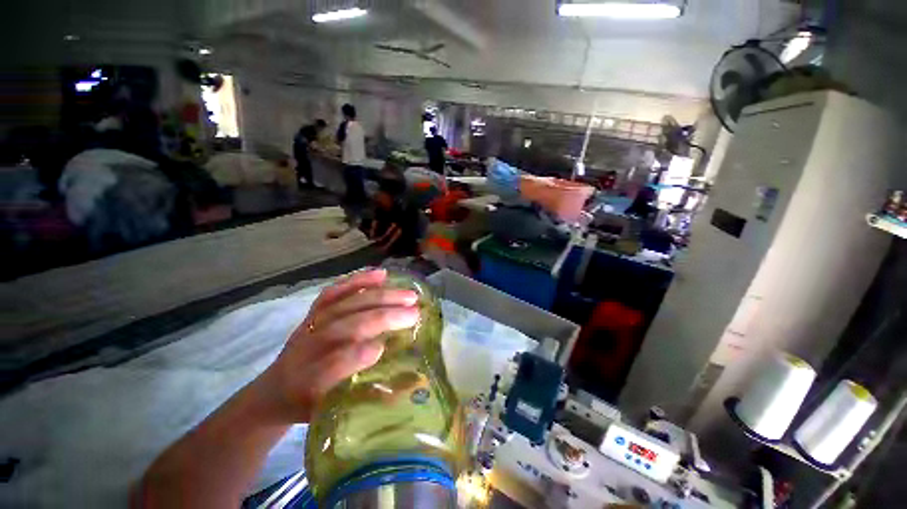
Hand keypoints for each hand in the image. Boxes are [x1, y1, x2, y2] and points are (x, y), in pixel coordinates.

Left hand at [256, 269, 418, 421]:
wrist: (276, 389)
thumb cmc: (311, 403)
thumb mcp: (335, 414)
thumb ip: (368, 399)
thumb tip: (409, 384)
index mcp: (309, 383)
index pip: (330, 368)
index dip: (354, 357)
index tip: (382, 348)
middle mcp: (307, 349)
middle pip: (346, 327)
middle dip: (382, 318)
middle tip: (414, 313)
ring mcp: (311, 325)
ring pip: (347, 305)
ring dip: (381, 297)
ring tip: (408, 295)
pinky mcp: (315, 311)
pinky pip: (337, 291)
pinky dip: (359, 281)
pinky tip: (381, 275)